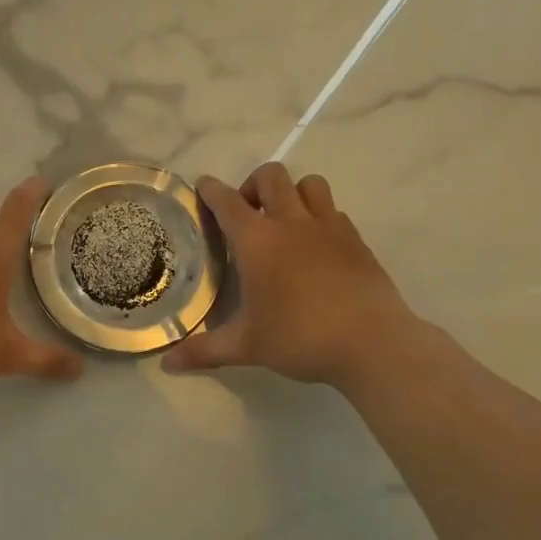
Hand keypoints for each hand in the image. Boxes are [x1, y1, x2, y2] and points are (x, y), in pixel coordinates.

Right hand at [163, 163, 426, 388]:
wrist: (372, 343)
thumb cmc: (300, 338)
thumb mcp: (247, 347)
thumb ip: (205, 350)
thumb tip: (168, 363)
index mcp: (256, 241)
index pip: (226, 200)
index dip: (210, 189)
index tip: (203, 187)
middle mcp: (291, 223)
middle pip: (271, 176)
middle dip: (253, 185)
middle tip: (248, 214)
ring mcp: (328, 227)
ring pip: (309, 183)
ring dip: (292, 192)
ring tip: (285, 221)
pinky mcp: (356, 240)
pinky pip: (334, 210)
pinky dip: (320, 216)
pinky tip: (317, 245)